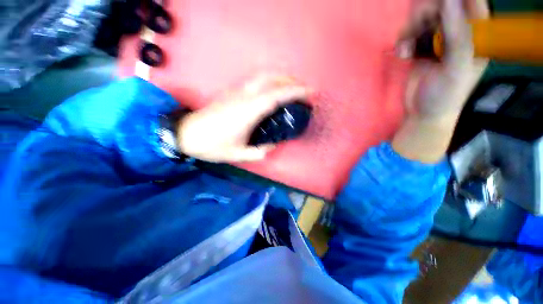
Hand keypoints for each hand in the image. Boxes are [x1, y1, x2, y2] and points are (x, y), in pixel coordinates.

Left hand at [177, 74, 310, 162]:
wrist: (187, 134)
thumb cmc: (213, 145)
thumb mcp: (239, 154)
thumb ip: (259, 151)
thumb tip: (272, 145)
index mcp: (248, 111)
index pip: (277, 95)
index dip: (295, 91)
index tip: (311, 92)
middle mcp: (244, 97)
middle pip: (272, 79)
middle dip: (291, 81)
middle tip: (304, 89)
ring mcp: (237, 91)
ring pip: (263, 77)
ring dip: (281, 78)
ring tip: (292, 87)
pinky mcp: (232, 92)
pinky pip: (256, 81)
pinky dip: (270, 81)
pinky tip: (274, 90)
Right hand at [392, 0, 489, 162]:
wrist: (423, 113)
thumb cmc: (446, 96)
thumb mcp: (456, 68)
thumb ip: (457, 36)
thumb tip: (449, 1)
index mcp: (477, 35)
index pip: (472, 2)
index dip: (455, 0)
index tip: (438, 6)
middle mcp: (459, 32)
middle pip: (443, 5)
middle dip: (427, 12)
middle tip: (417, 25)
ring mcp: (438, 39)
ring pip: (424, 17)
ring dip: (411, 28)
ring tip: (406, 47)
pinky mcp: (421, 48)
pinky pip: (410, 33)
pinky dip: (403, 41)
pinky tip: (402, 54)